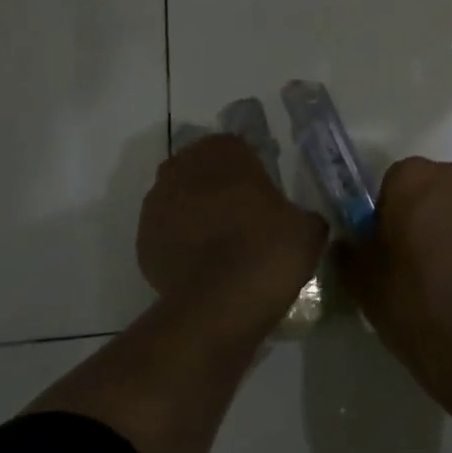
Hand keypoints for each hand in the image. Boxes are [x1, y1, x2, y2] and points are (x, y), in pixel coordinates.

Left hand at [137, 134, 327, 326]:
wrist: (218, 307)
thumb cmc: (267, 253)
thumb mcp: (308, 229)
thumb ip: (302, 213)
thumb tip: (297, 220)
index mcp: (224, 154)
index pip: (236, 145)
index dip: (251, 165)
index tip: (266, 189)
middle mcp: (184, 168)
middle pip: (202, 167)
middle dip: (219, 184)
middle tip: (244, 213)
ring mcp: (157, 204)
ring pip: (180, 196)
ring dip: (197, 210)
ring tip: (222, 240)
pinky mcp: (143, 239)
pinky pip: (167, 231)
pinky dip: (182, 240)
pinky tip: (203, 262)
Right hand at [339, 157, 451, 403]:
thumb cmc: (412, 300)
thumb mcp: (361, 279)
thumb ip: (350, 251)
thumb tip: (349, 244)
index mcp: (415, 178)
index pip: (393, 181)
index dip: (386, 212)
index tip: (385, 244)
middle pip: (432, 189)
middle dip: (422, 214)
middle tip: (411, 258)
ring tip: (444, 275)